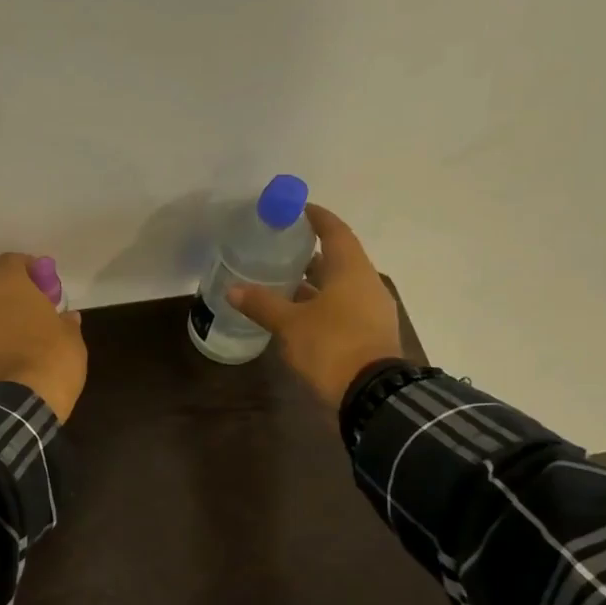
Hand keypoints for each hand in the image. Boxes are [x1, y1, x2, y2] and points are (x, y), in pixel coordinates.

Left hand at [0, 254, 88, 421]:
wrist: (14, 405)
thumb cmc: (50, 360)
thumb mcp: (72, 340)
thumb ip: (66, 323)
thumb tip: (66, 318)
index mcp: (7, 285)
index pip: (12, 261)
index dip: (28, 269)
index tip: (44, 284)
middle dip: (12, 296)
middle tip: (35, 311)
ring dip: (0, 320)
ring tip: (22, 337)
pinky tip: (9, 358)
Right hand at [227, 204, 403, 407]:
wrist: (372, 394)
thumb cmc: (331, 346)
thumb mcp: (290, 324)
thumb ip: (263, 304)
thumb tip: (233, 289)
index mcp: (351, 270)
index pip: (335, 232)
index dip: (317, 218)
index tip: (297, 210)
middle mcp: (366, 283)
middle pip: (338, 259)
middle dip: (310, 254)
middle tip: (280, 250)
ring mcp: (372, 310)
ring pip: (340, 287)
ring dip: (314, 283)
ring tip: (283, 283)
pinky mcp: (370, 334)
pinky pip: (344, 308)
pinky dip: (322, 305)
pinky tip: (299, 316)